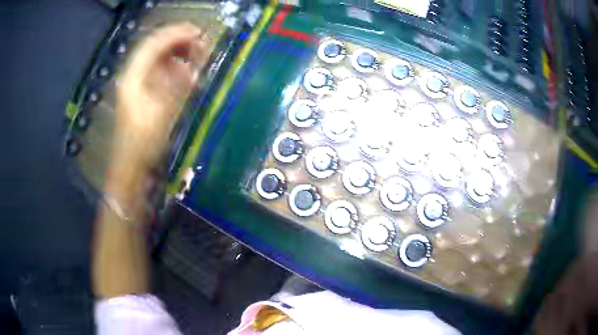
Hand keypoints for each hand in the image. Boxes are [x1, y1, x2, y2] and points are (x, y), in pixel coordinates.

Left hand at [114, 22, 210, 166]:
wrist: (130, 169)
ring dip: (179, 56)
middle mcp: (134, 77)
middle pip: (156, 50)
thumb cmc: (141, 144)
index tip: (198, 32)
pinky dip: (176, 71)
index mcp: (133, 77)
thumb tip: (194, 70)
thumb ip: (177, 88)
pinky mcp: (145, 96)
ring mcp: (139, 86)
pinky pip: (161, 75)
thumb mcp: (161, 115)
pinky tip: (188, 76)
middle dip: (179, 43)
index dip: (175, 34)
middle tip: (202, 45)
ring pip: (160, 61)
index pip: (153, 44)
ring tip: (198, 58)